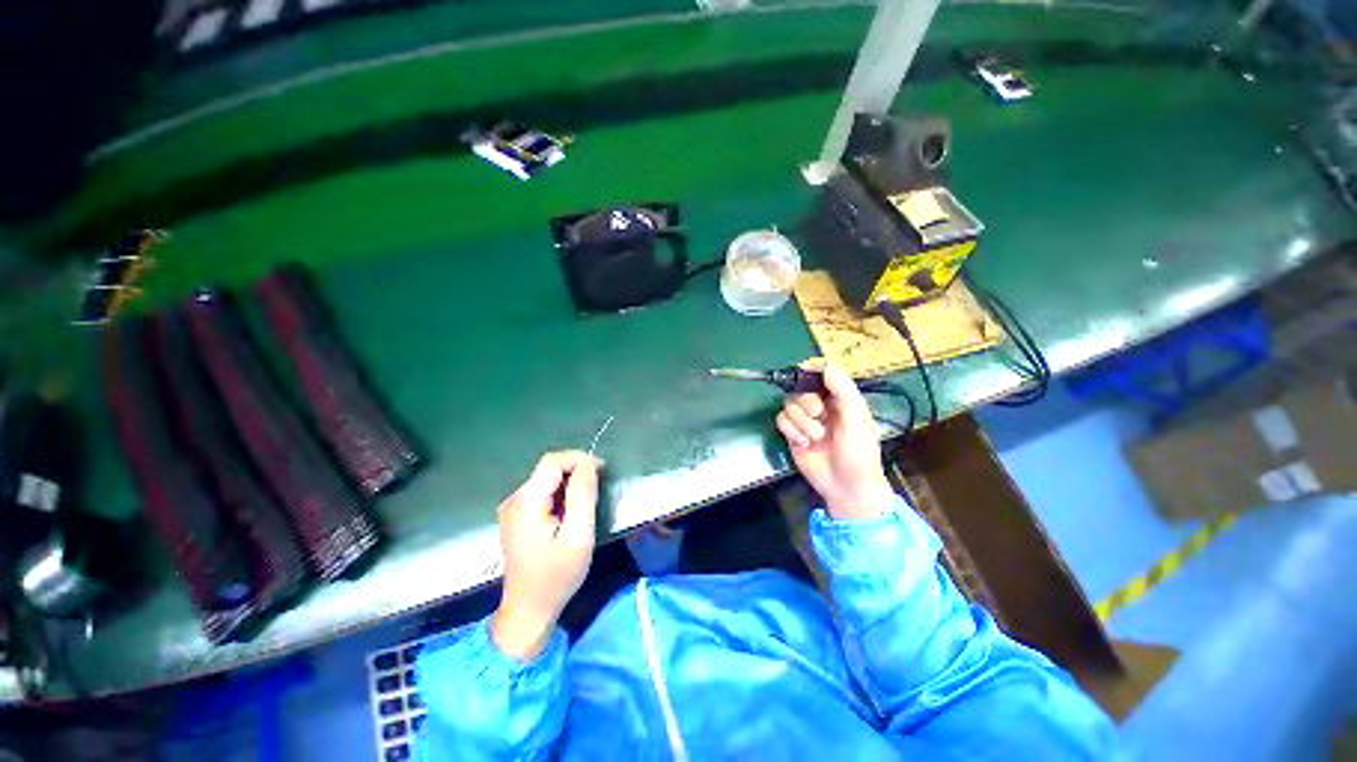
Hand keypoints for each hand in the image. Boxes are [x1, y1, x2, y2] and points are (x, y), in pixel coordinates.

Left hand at [491, 450, 601, 659]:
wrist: (528, 610)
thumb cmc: (556, 577)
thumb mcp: (579, 536)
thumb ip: (583, 497)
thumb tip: (589, 465)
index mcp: (526, 503)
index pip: (552, 462)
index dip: (579, 459)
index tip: (602, 470)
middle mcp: (514, 500)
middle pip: (548, 468)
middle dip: (576, 470)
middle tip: (598, 488)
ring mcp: (512, 508)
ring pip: (546, 478)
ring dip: (569, 482)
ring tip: (586, 503)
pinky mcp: (516, 516)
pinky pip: (542, 491)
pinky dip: (560, 493)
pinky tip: (570, 511)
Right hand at [776, 363, 895, 520]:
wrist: (846, 487)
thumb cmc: (859, 453)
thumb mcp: (856, 420)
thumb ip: (843, 391)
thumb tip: (826, 366)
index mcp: (841, 399)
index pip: (824, 375)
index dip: (812, 369)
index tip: (803, 368)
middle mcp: (822, 406)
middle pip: (800, 389)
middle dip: (807, 403)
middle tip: (819, 415)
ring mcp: (806, 420)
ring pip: (789, 405)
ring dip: (801, 421)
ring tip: (815, 437)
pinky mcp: (793, 434)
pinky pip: (781, 420)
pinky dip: (791, 431)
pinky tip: (804, 443)